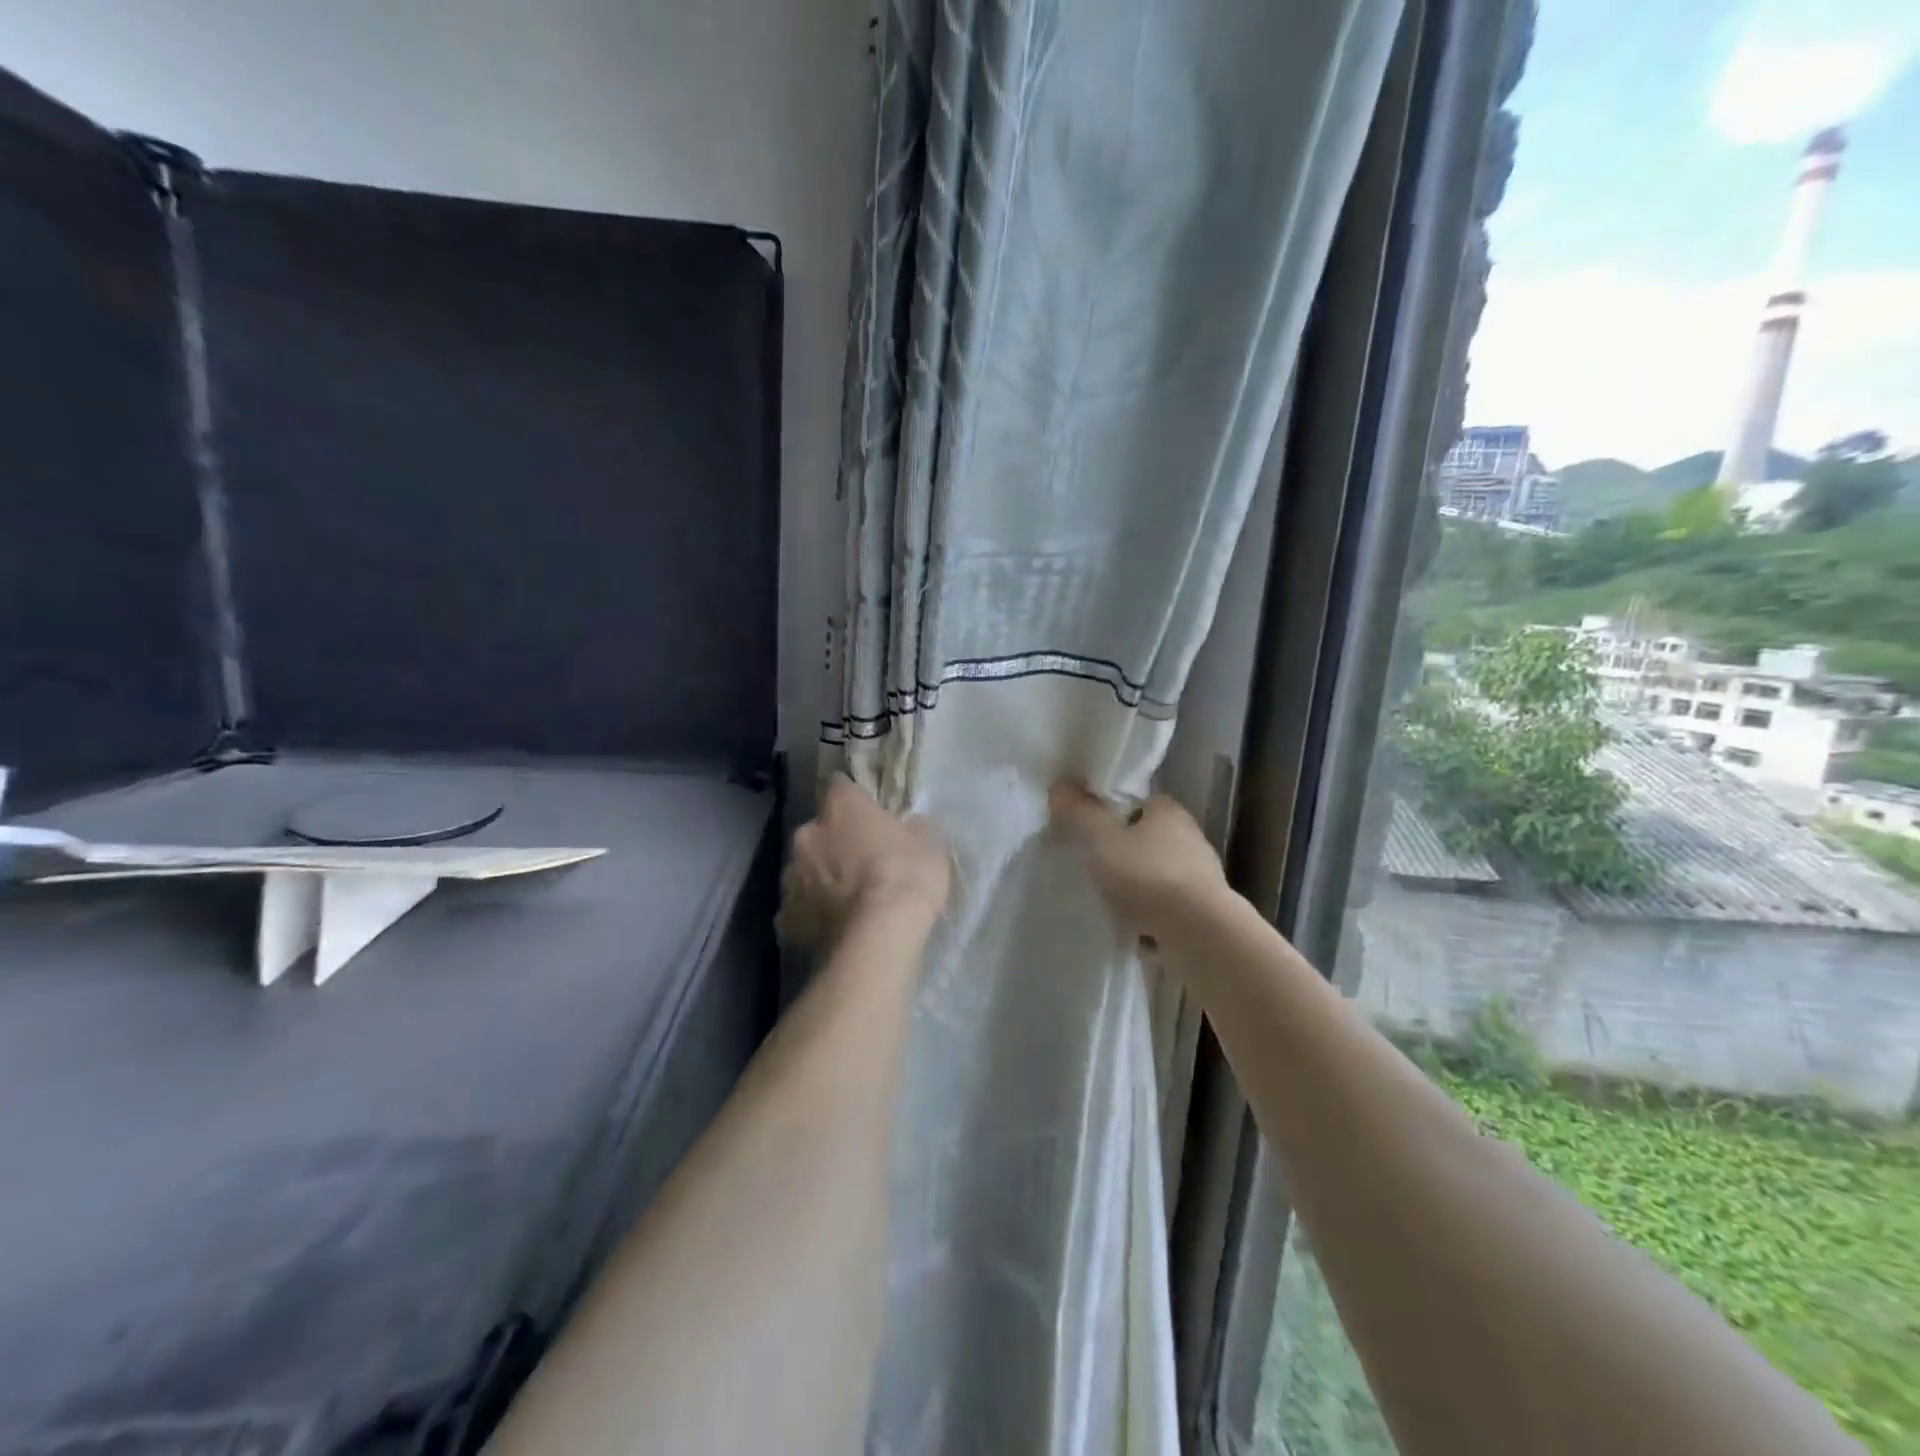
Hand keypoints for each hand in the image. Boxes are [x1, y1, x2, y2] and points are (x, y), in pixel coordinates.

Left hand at [778, 775, 950, 947]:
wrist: (877, 939)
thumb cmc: (906, 878)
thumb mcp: (930, 846)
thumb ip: (915, 828)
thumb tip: (911, 825)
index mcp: (841, 808)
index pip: (841, 787)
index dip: (855, 800)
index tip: (869, 813)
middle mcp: (808, 834)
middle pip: (819, 831)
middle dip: (835, 843)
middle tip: (861, 863)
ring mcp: (791, 877)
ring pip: (805, 869)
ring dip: (821, 878)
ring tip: (847, 901)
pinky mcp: (786, 918)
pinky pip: (799, 910)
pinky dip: (812, 915)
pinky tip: (833, 928)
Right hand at [1049, 783, 1229, 942]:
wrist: (1200, 936)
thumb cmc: (1148, 876)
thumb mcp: (1102, 840)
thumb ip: (1079, 813)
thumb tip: (1059, 786)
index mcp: (1169, 812)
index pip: (1139, 802)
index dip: (1113, 811)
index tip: (1089, 828)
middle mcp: (1190, 839)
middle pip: (1148, 839)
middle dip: (1123, 852)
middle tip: (1092, 865)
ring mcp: (1200, 879)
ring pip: (1157, 875)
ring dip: (1136, 887)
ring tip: (1105, 901)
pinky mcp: (1202, 914)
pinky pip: (1165, 908)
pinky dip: (1148, 915)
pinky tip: (1127, 928)